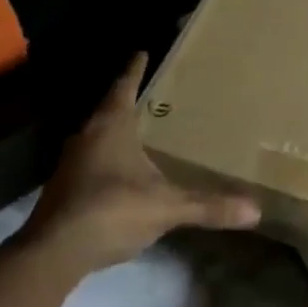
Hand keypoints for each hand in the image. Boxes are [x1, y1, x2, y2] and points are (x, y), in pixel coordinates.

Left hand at [19, 54, 260, 278]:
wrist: (52, 255)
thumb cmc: (111, 210)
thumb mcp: (165, 207)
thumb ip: (208, 206)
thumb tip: (255, 210)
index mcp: (111, 126)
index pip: (124, 86)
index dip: (135, 69)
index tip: (142, 51)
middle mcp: (87, 136)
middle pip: (108, 109)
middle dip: (127, 100)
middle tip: (150, 93)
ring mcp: (70, 165)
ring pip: (96, 137)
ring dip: (114, 132)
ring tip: (138, 130)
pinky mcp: (62, 191)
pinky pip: (89, 163)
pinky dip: (106, 160)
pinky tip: (121, 173)